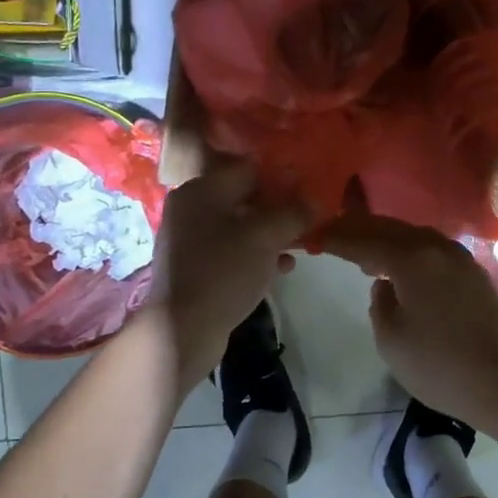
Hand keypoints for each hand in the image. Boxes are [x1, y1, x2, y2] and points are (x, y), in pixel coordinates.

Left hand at [148, 161, 307, 382]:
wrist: (182, 329)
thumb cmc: (223, 271)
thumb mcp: (265, 237)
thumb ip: (293, 213)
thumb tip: (315, 197)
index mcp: (201, 190)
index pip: (248, 168)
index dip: (281, 176)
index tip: (309, 188)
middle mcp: (191, 209)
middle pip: (244, 197)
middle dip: (278, 207)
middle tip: (308, 216)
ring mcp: (190, 241)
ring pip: (240, 227)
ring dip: (271, 234)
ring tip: (300, 243)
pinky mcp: (196, 269)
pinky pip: (232, 252)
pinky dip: (256, 255)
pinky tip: (282, 268)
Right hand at [318, 215, 497, 438]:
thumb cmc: (444, 367)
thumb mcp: (393, 341)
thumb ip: (380, 304)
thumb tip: (384, 285)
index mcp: (412, 258)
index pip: (364, 239)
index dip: (336, 237)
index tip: (313, 237)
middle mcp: (438, 247)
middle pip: (390, 228)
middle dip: (359, 229)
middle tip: (332, 233)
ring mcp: (462, 257)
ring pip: (413, 235)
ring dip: (385, 238)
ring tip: (362, 250)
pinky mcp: (476, 272)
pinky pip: (432, 249)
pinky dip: (408, 249)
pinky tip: (401, 266)